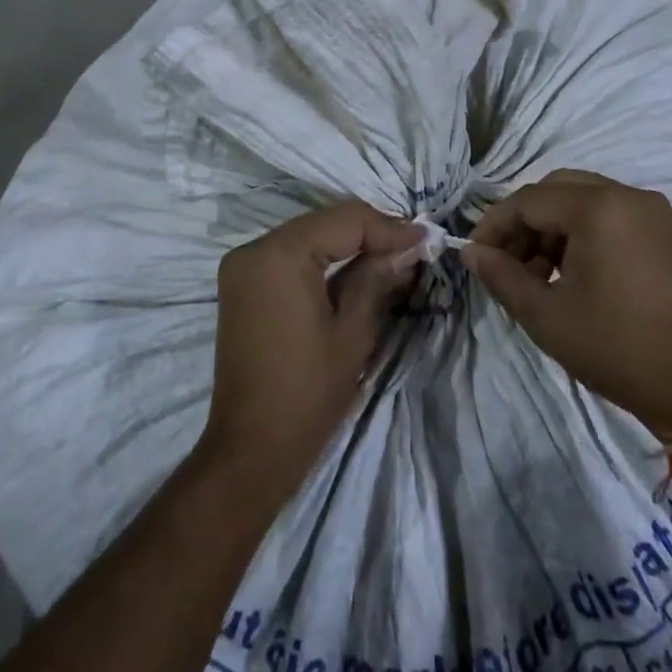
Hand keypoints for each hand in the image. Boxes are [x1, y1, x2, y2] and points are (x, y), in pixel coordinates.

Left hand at [198, 201, 425, 501]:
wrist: (251, 451)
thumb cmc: (308, 393)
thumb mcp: (353, 331)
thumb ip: (377, 277)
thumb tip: (408, 245)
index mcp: (279, 255)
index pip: (345, 220)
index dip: (389, 227)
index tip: (428, 238)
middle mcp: (255, 248)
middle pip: (325, 223)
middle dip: (371, 233)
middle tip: (415, 247)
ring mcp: (243, 265)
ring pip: (309, 236)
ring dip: (350, 244)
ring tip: (395, 257)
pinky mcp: (243, 284)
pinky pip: (291, 255)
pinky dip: (325, 259)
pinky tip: (358, 269)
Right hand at [462, 170, 671, 436]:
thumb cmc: (614, 347)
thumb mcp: (545, 315)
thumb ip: (501, 275)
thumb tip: (470, 252)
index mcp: (599, 208)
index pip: (529, 200)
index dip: (495, 224)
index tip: (474, 254)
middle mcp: (627, 196)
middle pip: (555, 191)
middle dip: (523, 223)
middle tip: (504, 262)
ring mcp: (650, 211)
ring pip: (581, 200)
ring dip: (550, 228)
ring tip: (535, 275)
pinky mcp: (662, 230)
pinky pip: (608, 214)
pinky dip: (580, 233)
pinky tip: (567, 272)